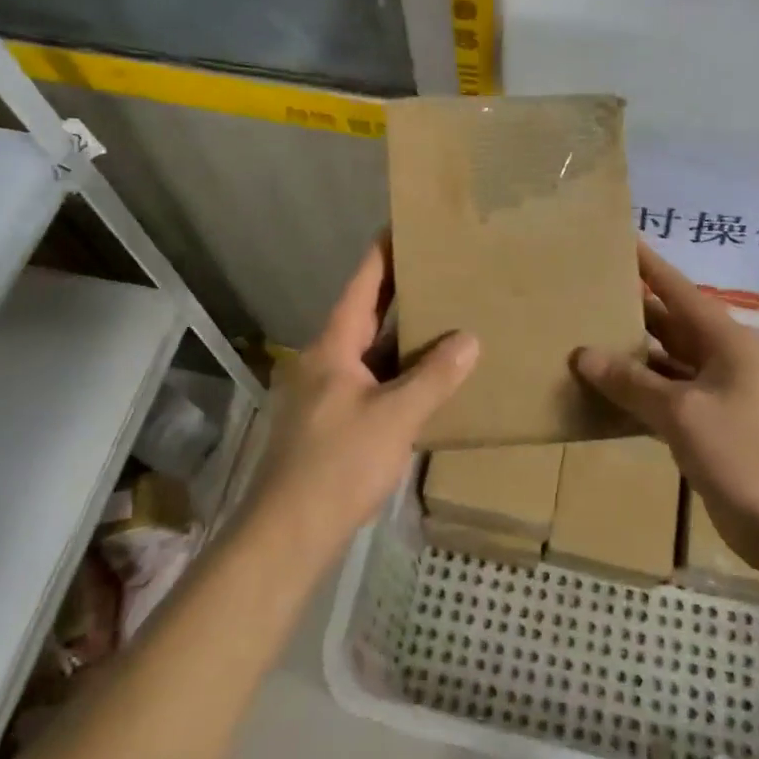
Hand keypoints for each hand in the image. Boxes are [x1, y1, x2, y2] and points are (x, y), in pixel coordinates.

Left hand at [242, 237, 478, 563]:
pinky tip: (429, 378)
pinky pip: (373, 383)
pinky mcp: (334, 423)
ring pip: (371, 353)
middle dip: (399, 292)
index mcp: (333, 347)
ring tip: (445, 316)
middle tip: (439, 268)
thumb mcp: (394, 417)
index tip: (403, 225)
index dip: (382, 254)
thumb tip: (469, 339)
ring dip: (402, 337)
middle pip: (366, 316)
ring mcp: (328, 394)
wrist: (289, 533)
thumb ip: (434, 377)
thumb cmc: (338, 465)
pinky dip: (399, 374)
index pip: (361, 287)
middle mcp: (326, 362)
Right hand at [574, 244, 758, 584]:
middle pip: (668, 326)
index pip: (677, 290)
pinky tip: (601, 397)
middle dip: (629, 312)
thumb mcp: (683, 412)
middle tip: (582, 296)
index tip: (617, 240)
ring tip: (579, 342)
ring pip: (663, 366)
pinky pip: (665, 402)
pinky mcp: (709, 431)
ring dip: (628, 359)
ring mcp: (716, 397)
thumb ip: (632, 382)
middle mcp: (720, 361)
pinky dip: (636, 398)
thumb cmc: (747, 453)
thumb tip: (582, 354)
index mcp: (724, 340)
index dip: (648, 265)